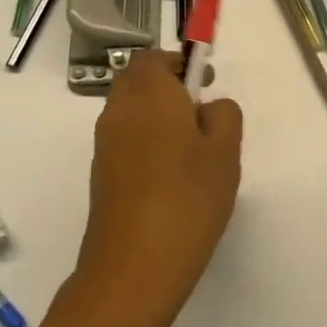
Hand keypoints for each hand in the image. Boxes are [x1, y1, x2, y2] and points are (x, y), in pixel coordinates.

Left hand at [68, 51, 242, 326]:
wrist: (133, 269)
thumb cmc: (187, 200)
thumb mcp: (225, 152)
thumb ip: (224, 115)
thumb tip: (209, 107)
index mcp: (149, 94)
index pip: (154, 57)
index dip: (179, 63)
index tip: (204, 84)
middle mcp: (119, 111)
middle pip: (138, 80)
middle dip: (167, 87)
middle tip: (201, 115)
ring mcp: (105, 144)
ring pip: (131, 111)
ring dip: (157, 116)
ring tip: (192, 151)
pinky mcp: (101, 175)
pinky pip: (125, 140)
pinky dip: (146, 142)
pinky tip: (172, 178)